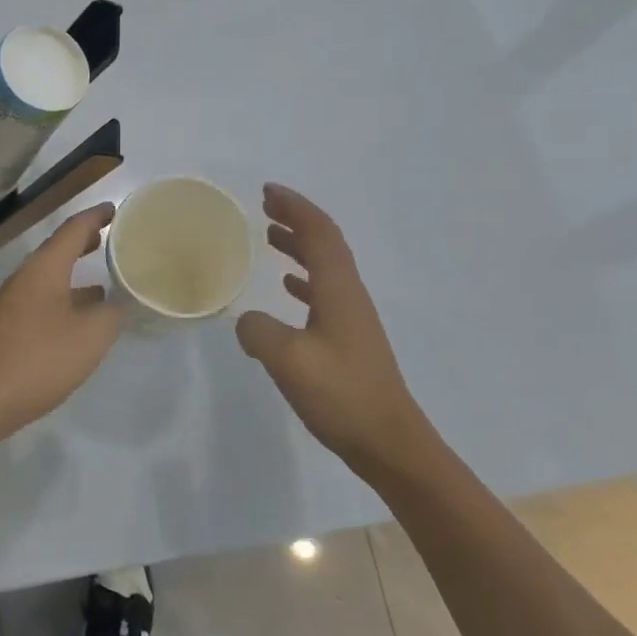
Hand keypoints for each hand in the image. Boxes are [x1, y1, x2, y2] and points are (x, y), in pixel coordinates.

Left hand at [0, 204, 122, 439]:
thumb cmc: (39, 359)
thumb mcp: (90, 336)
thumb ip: (111, 313)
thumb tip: (116, 302)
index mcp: (45, 268)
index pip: (73, 229)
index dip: (96, 217)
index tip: (115, 209)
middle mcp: (26, 277)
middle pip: (58, 249)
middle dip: (85, 241)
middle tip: (111, 236)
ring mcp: (14, 302)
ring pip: (51, 275)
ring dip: (75, 271)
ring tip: (104, 277)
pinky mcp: (10, 326)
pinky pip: (44, 297)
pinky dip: (67, 295)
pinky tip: (82, 317)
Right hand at [235, 184, 435, 479]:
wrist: (390, 444)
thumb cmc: (342, 395)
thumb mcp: (288, 360)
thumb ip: (258, 331)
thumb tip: (247, 322)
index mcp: (338, 289)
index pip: (319, 232)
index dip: (295, 207)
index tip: (268, 191)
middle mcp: (348, 295)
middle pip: (325, 243)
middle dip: (296, 219)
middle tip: (266, 206)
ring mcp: (352, 318)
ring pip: (325, 266)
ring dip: (299, 246)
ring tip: (270, 237)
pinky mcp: (349, 340)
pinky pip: (324, 292)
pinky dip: (304, 278)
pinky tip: (288, 286)